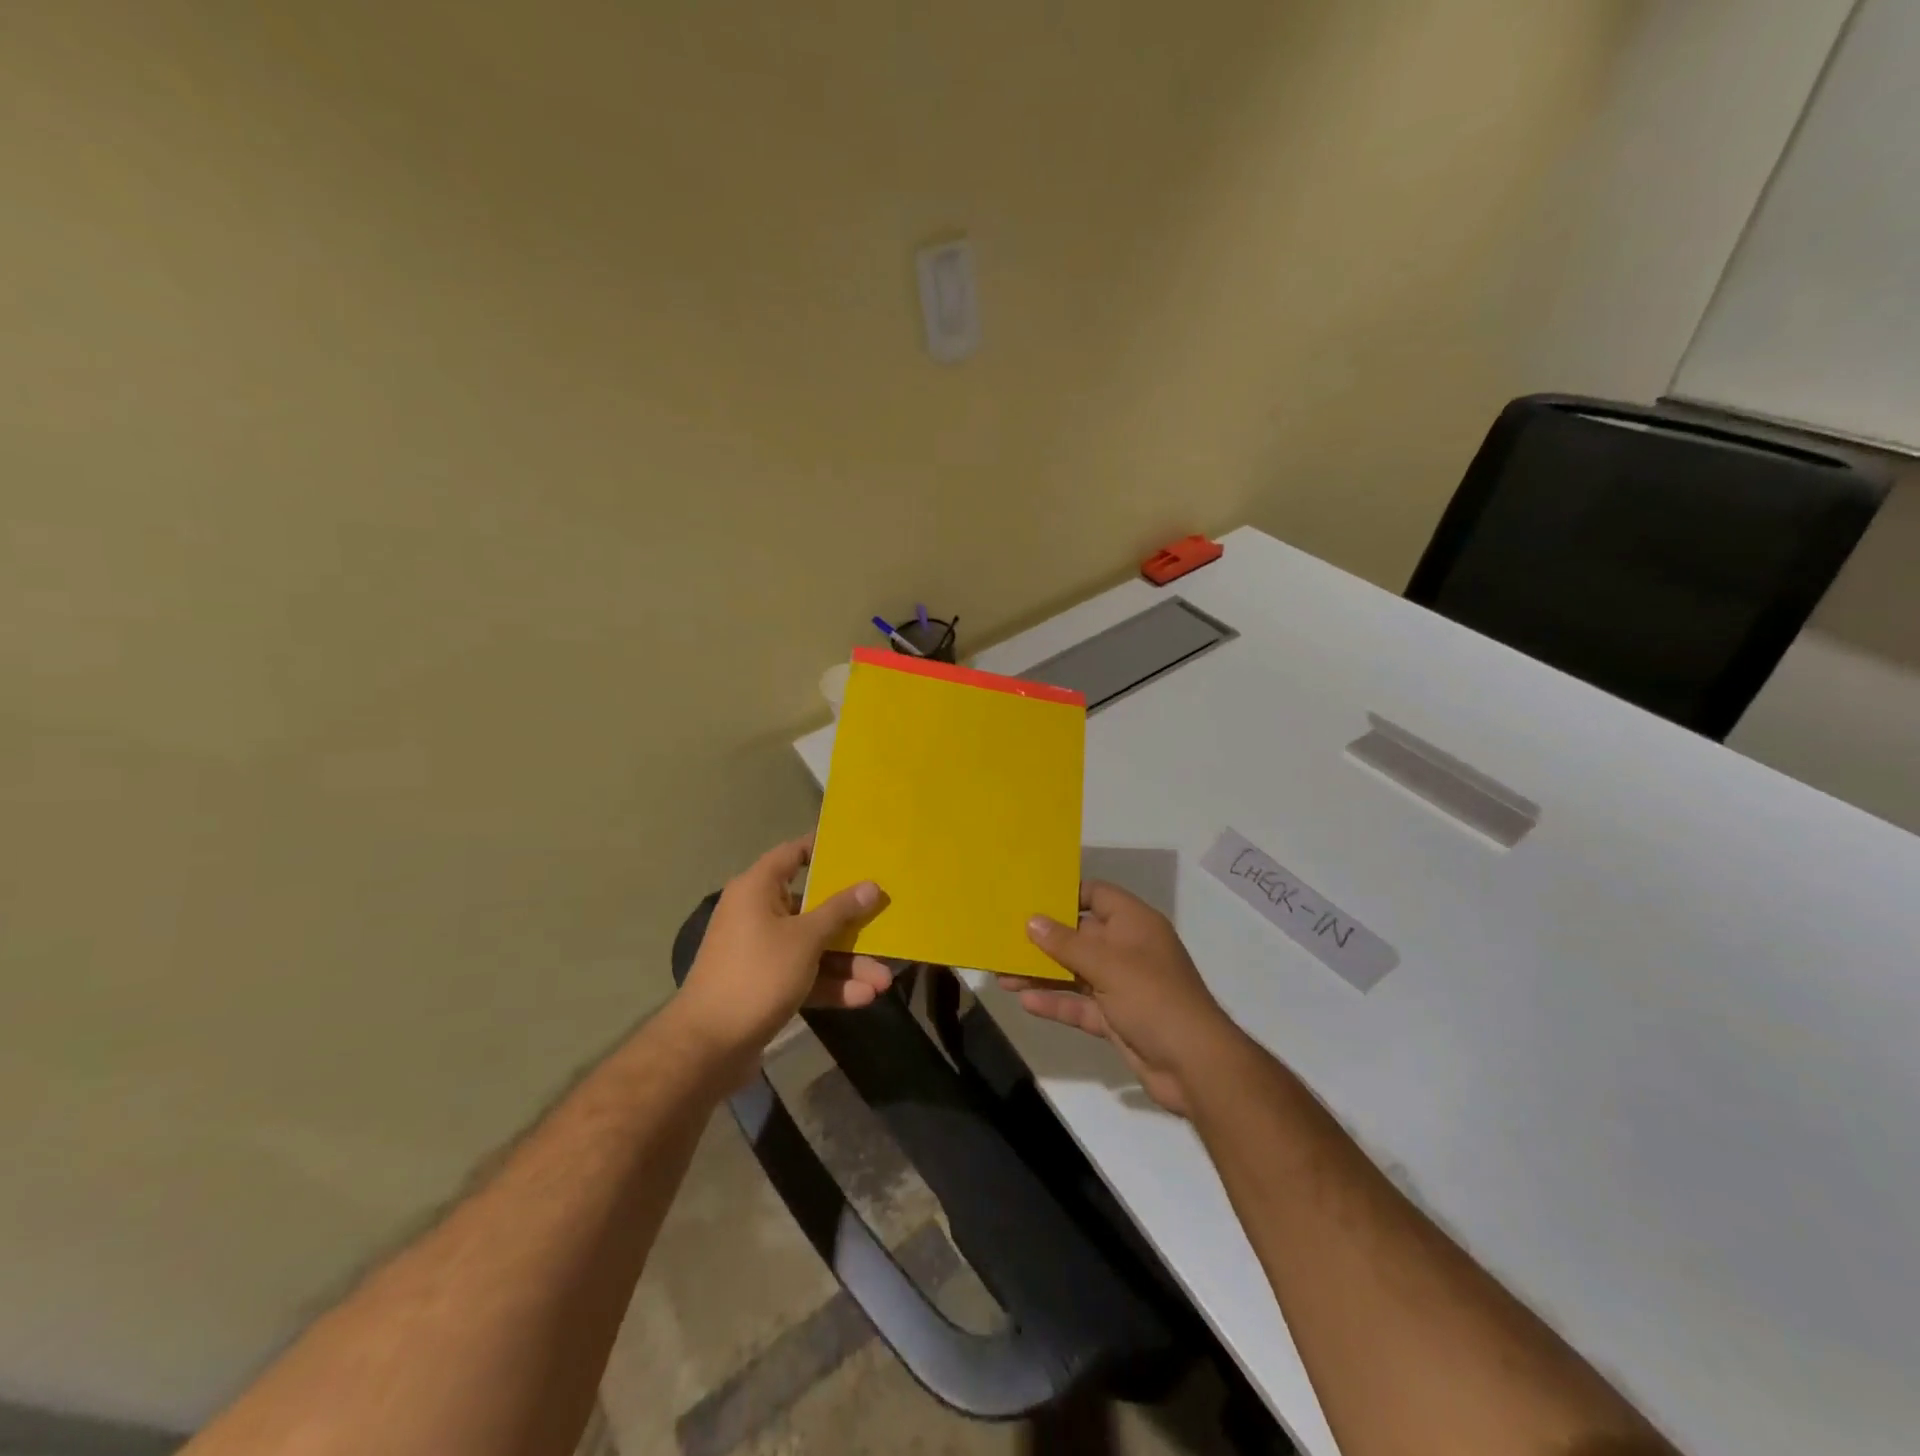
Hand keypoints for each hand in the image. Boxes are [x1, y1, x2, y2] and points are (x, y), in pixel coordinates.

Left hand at [674, 835, 890, 1076]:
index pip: (794, 853)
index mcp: (758, 889)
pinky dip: (830, 983)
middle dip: (852, 922)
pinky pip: (805, 973)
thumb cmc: (757, 974)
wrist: (708, 1046)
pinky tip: (863, 997)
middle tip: (886, 921)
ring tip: (884, 981)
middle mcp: (757, 913)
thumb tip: (871, 885)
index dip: (826, 849)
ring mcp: (761, 951)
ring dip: (848, 962)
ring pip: (813, 946)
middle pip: (813, 906)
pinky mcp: (766, 984)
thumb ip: (840, 911)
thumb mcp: (806, 939)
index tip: (861, 850)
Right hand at [1000, 881, 1242, 1116]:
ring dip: (1043, 973)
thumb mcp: (1108, 965)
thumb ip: (1067, 943)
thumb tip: (1032, 920)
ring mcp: (1122, 986)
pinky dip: (1056, 1003)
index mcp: (1134, 924)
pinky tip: (1026, 1002)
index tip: (1028, 897)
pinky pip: (1080, 1005)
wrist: (1195, 1066)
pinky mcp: (1116, 1019)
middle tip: (1004, 938)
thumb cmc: (1154, 998)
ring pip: (1075, 972)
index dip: (1065, 893)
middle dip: (1044, 939)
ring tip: (1003, 974)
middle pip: (1080, 935)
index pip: (1096, 895)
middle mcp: (1127, 949)